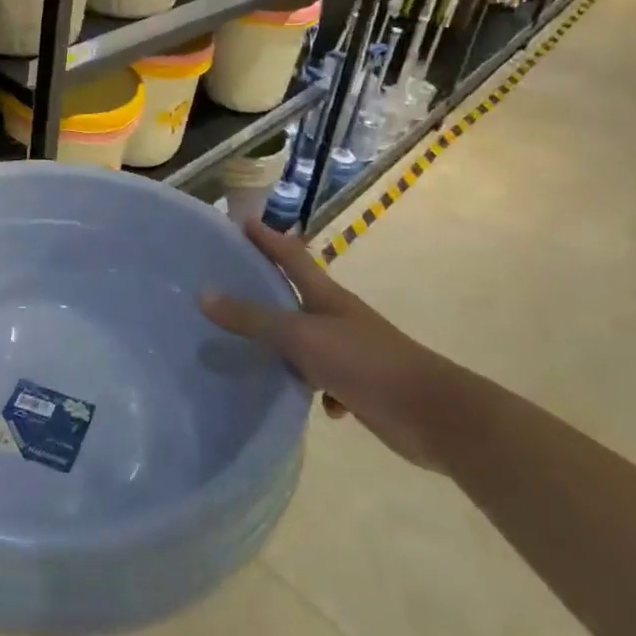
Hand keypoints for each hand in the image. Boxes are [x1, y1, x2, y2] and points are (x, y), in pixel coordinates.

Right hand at [201, 220, 459, 470]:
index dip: (266, 237)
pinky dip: (313, 386)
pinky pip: (325, 379)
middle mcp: (337, 317)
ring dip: (285, 344)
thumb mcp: (302, 338)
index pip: (290, 256)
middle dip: (267, 289)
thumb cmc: (366, 363)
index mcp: (326, 296)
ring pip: (308, 341)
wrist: (433, 415)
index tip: (240, 220)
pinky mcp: (360, 384)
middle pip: (296, 295)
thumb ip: (254, 319)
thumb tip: (203, 294)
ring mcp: (351, 351)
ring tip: (249, 349)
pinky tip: (305, 400)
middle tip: (228, 284)